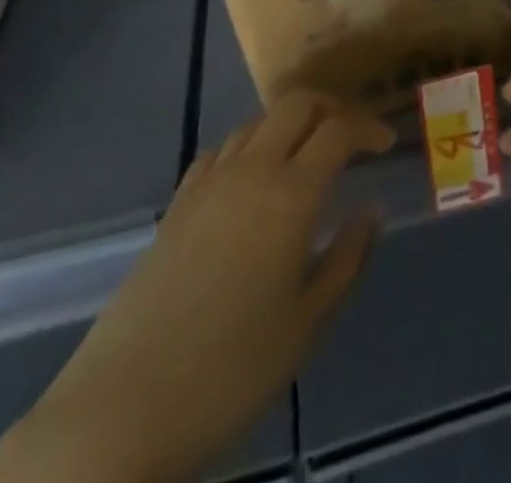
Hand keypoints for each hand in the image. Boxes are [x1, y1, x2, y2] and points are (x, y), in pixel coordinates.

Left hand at [0, 94, 392, 482]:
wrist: (123, 406)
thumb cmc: (231, 370)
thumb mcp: (307, 323)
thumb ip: (348, 258)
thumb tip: (373, 209)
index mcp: (291, 195)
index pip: (339, 130)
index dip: (369, 127)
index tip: (387, 144)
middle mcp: (252, 170)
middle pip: (296, 104)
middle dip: (330, 107)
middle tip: (351, 136)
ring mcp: (209, 181)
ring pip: (258, 121)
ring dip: (289, 124)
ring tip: (306, 156)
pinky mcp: (178, 201)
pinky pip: (223, 148)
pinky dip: (250, 145)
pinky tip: (253, 179)